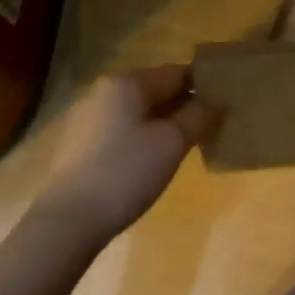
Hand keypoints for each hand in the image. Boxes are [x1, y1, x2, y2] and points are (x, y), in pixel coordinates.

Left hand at [32, 65, 213, 244]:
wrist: (67, 221)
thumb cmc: (125, 173)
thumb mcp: (172, 143)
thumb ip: (199, 115)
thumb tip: (216, 100)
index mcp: (127, 82)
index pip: (178, 72)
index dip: (205, 86)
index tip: (227, 106)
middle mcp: (104, 91)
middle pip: (157, 90)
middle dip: (185, 107)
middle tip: (212, 128)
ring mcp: (89, 117)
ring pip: (140, 112)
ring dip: (165, 124)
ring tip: (188, 147)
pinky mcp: (80, 144)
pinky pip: (123, 130)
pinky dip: (143, 138)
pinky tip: (154, 162)